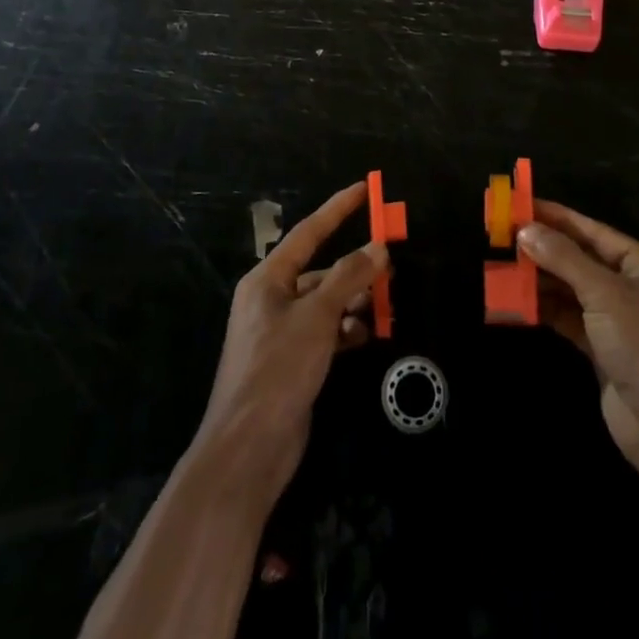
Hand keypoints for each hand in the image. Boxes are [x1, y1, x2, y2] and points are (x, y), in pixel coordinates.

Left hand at [193, 182, 386, 505]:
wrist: (248, 449)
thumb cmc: (278, 369)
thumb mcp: (317, 317)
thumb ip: (348, 278)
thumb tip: (377, 247)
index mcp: (267, 280)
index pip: (308, 232)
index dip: (337, 209)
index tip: (364, 189)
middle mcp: (272, 300)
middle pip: (320, 270)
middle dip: (354, 267)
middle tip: (390, 265)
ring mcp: (281, 333)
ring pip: (325, 302)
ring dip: (353, 301)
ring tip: (383, 305)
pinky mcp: (292, 361)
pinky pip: (325, 331)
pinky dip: (345, 329)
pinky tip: (365, 335)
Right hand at [519, 200, 638, 478]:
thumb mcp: (604, 294)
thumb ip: (564, 259)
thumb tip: (526, 230)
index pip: (594, 232)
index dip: (557, 218)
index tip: (522, 205)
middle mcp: (635, 288)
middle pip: (583, 260)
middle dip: (545, 250)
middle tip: (505, 237)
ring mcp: (621, 321)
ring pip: (574, 290)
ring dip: (542, 280)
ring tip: (505, 267)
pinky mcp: (606, 350)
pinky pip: (571, 319)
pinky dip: (547, 310)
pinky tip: (519, 301)